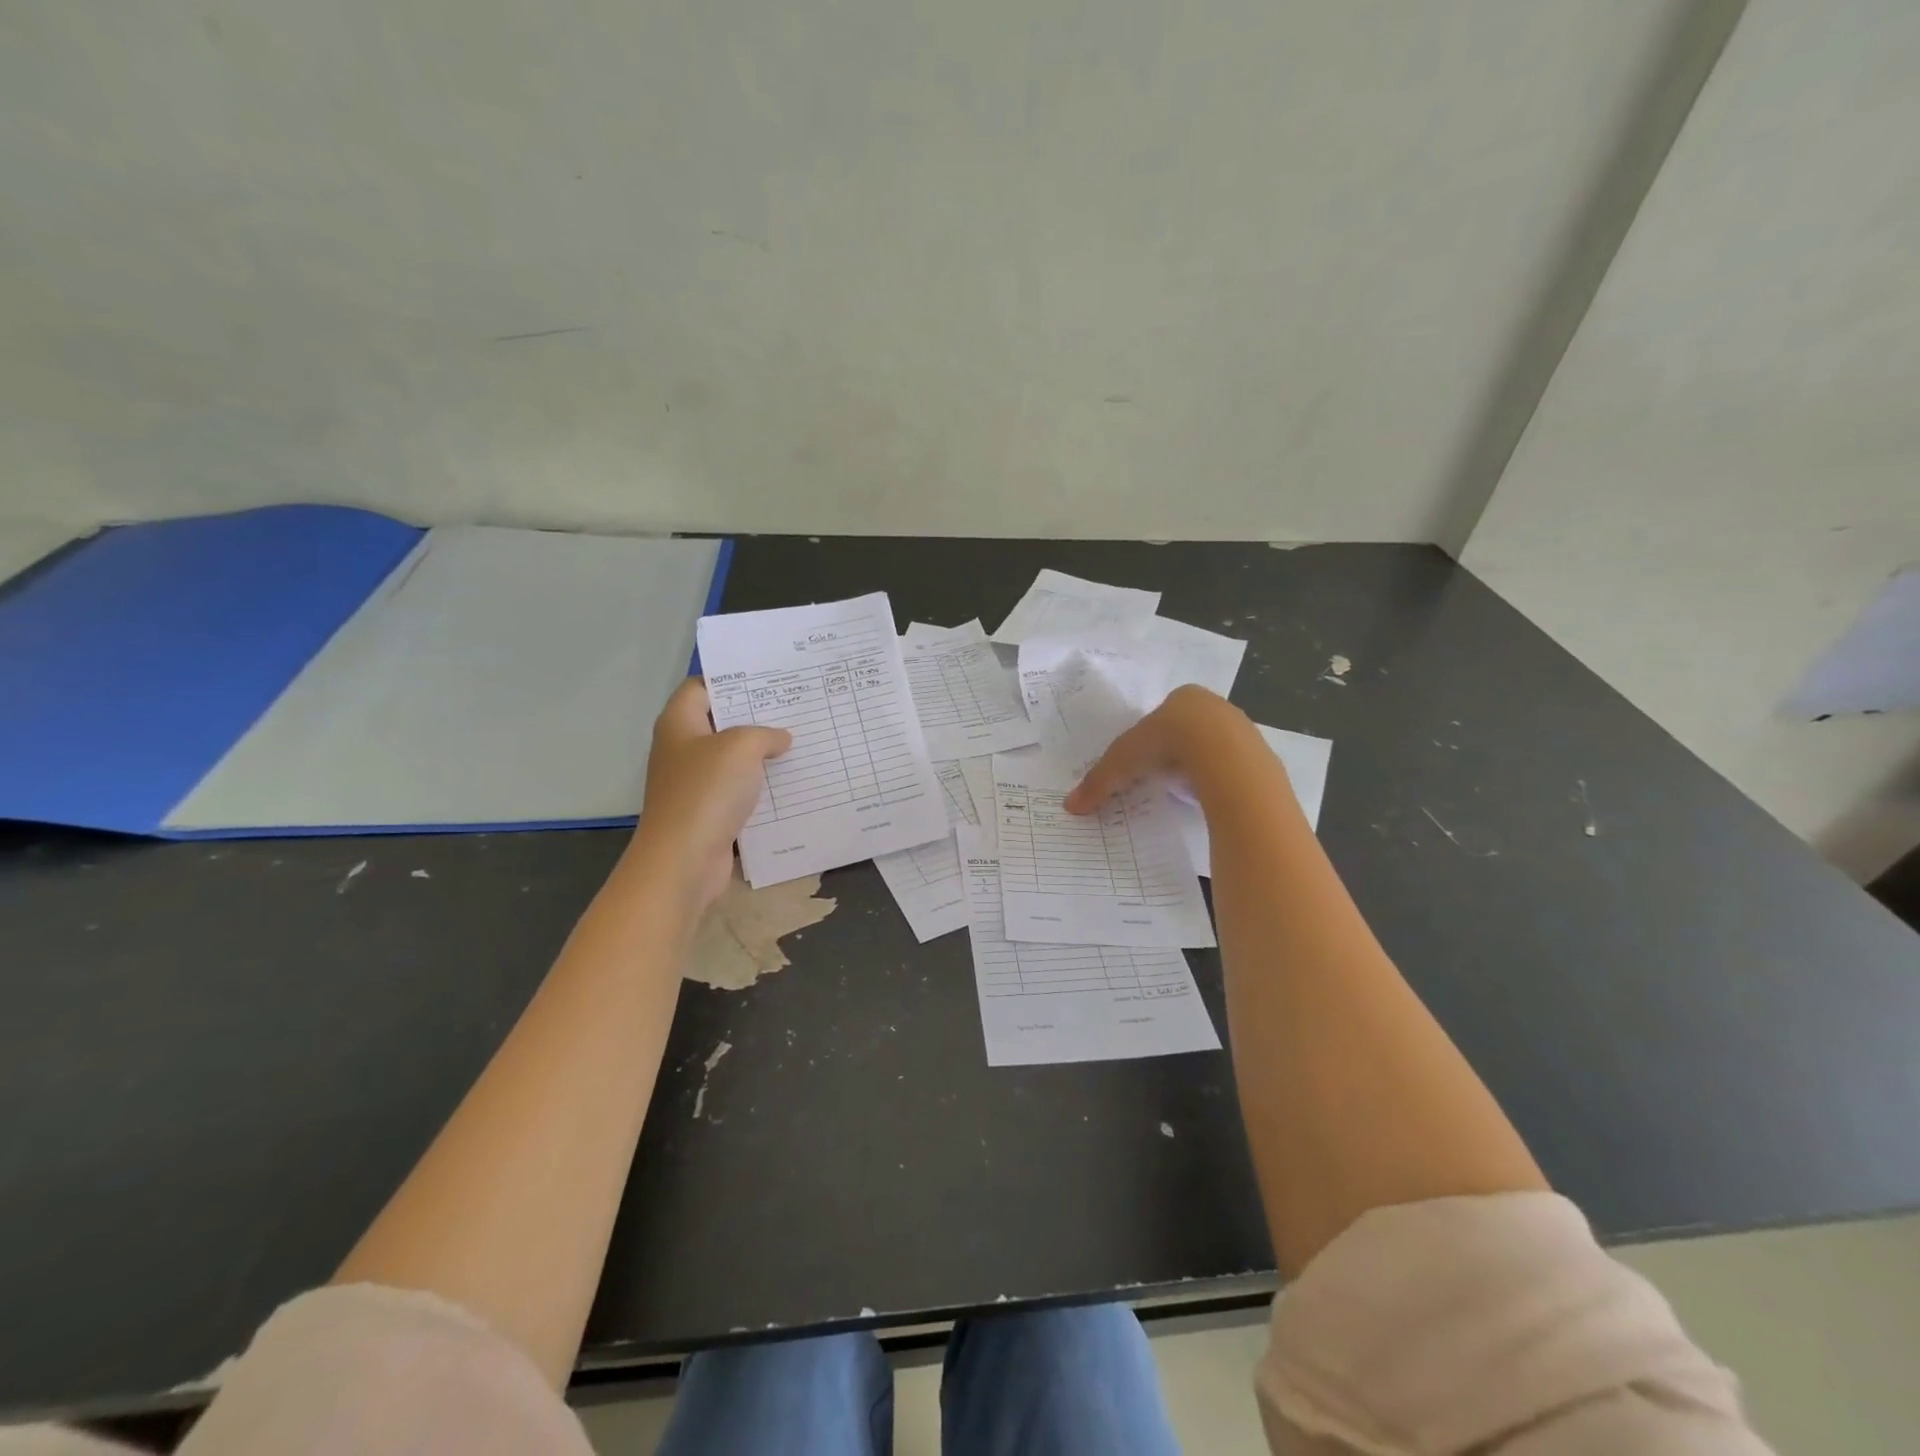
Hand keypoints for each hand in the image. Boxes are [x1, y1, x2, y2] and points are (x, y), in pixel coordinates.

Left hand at [625, 678, 790, 910]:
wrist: (683, 861)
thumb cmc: (706, 793)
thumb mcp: (741, 748)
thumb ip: (764, 734)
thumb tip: (780, 739)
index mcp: (679, 724)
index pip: (701, 687)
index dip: (731, 679)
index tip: (768, 679)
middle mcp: (682, 750)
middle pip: (720, 723)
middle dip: (755, 717)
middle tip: (794, 708)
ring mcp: (694, 784)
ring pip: (733, 760)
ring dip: (762, 755)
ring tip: (800, 743)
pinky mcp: (708, 813)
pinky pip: (739, 791)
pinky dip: (761, 788)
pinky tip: (791, 784)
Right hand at [1064, 685, 1260, 813]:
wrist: (1224, 754)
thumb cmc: (1168, 742)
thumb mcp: (1123, 761)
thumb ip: (1099, 781)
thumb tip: (1070, 806)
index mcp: (1183, 697)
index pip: (1164, 714)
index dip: (1152, 735)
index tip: (1143, 758)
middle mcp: (1214, 707)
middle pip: (1191, 729)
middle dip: (1177, 750)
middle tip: (1161, 774)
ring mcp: (1241, 729)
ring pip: (1215, 748)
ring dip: (1200, 765)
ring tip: (1185, 789)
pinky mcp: (1258, 754)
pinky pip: (1234, 768)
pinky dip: (1220, 780)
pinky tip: (1209, 795)